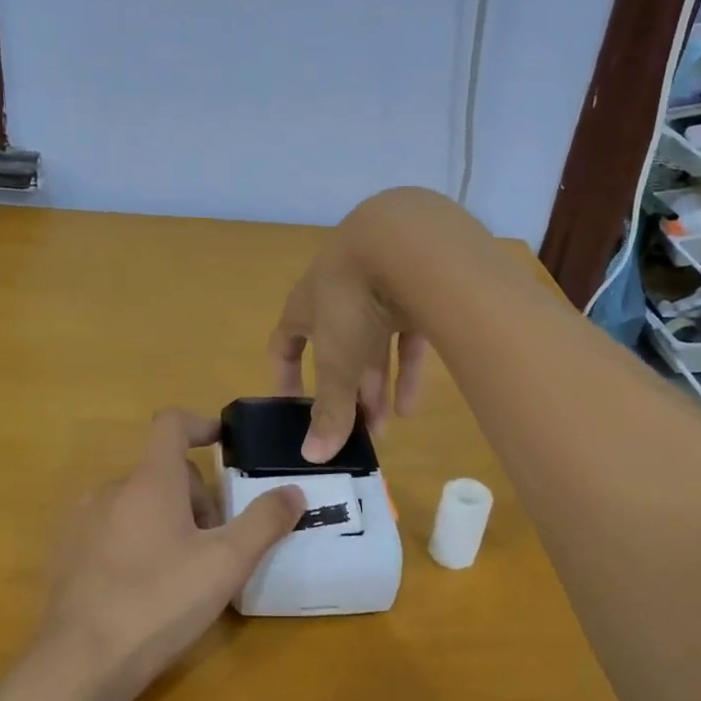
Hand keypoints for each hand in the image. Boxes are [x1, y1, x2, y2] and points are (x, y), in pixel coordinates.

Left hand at [36, 410, 303, 700]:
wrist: (81, 663)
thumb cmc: (160, 602)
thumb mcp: (226, 563)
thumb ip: (264, 521)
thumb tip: (292, 491)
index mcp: (150, 480)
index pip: (172, 424)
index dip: (201, 424)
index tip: (224, 442)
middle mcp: (111, 488)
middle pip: (162, 472)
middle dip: (195, 497)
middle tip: (216, 544)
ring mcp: (82, 521)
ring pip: (137, 502)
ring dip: (166, 520)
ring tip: (182, 570)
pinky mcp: (67, 553)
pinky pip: (110, 529)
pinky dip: (135, 541)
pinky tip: (144, 587)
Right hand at [268, 200, 429, 463]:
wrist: (407, 242)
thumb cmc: (352, 301)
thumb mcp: (337, 361)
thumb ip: (329, 409)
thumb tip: (312, 457)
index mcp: (306, 306)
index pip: (284, 344)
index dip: (285, 377)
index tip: (292, 411)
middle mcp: (338, 297)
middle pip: (337, 353)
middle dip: (345, 393)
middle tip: (354, 430)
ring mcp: (378, 291)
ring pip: (373, 347)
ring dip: (376, 388)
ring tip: (385, 428)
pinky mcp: (416, 292)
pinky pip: (407, 337)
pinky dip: (407, 370)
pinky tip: (411, 406)